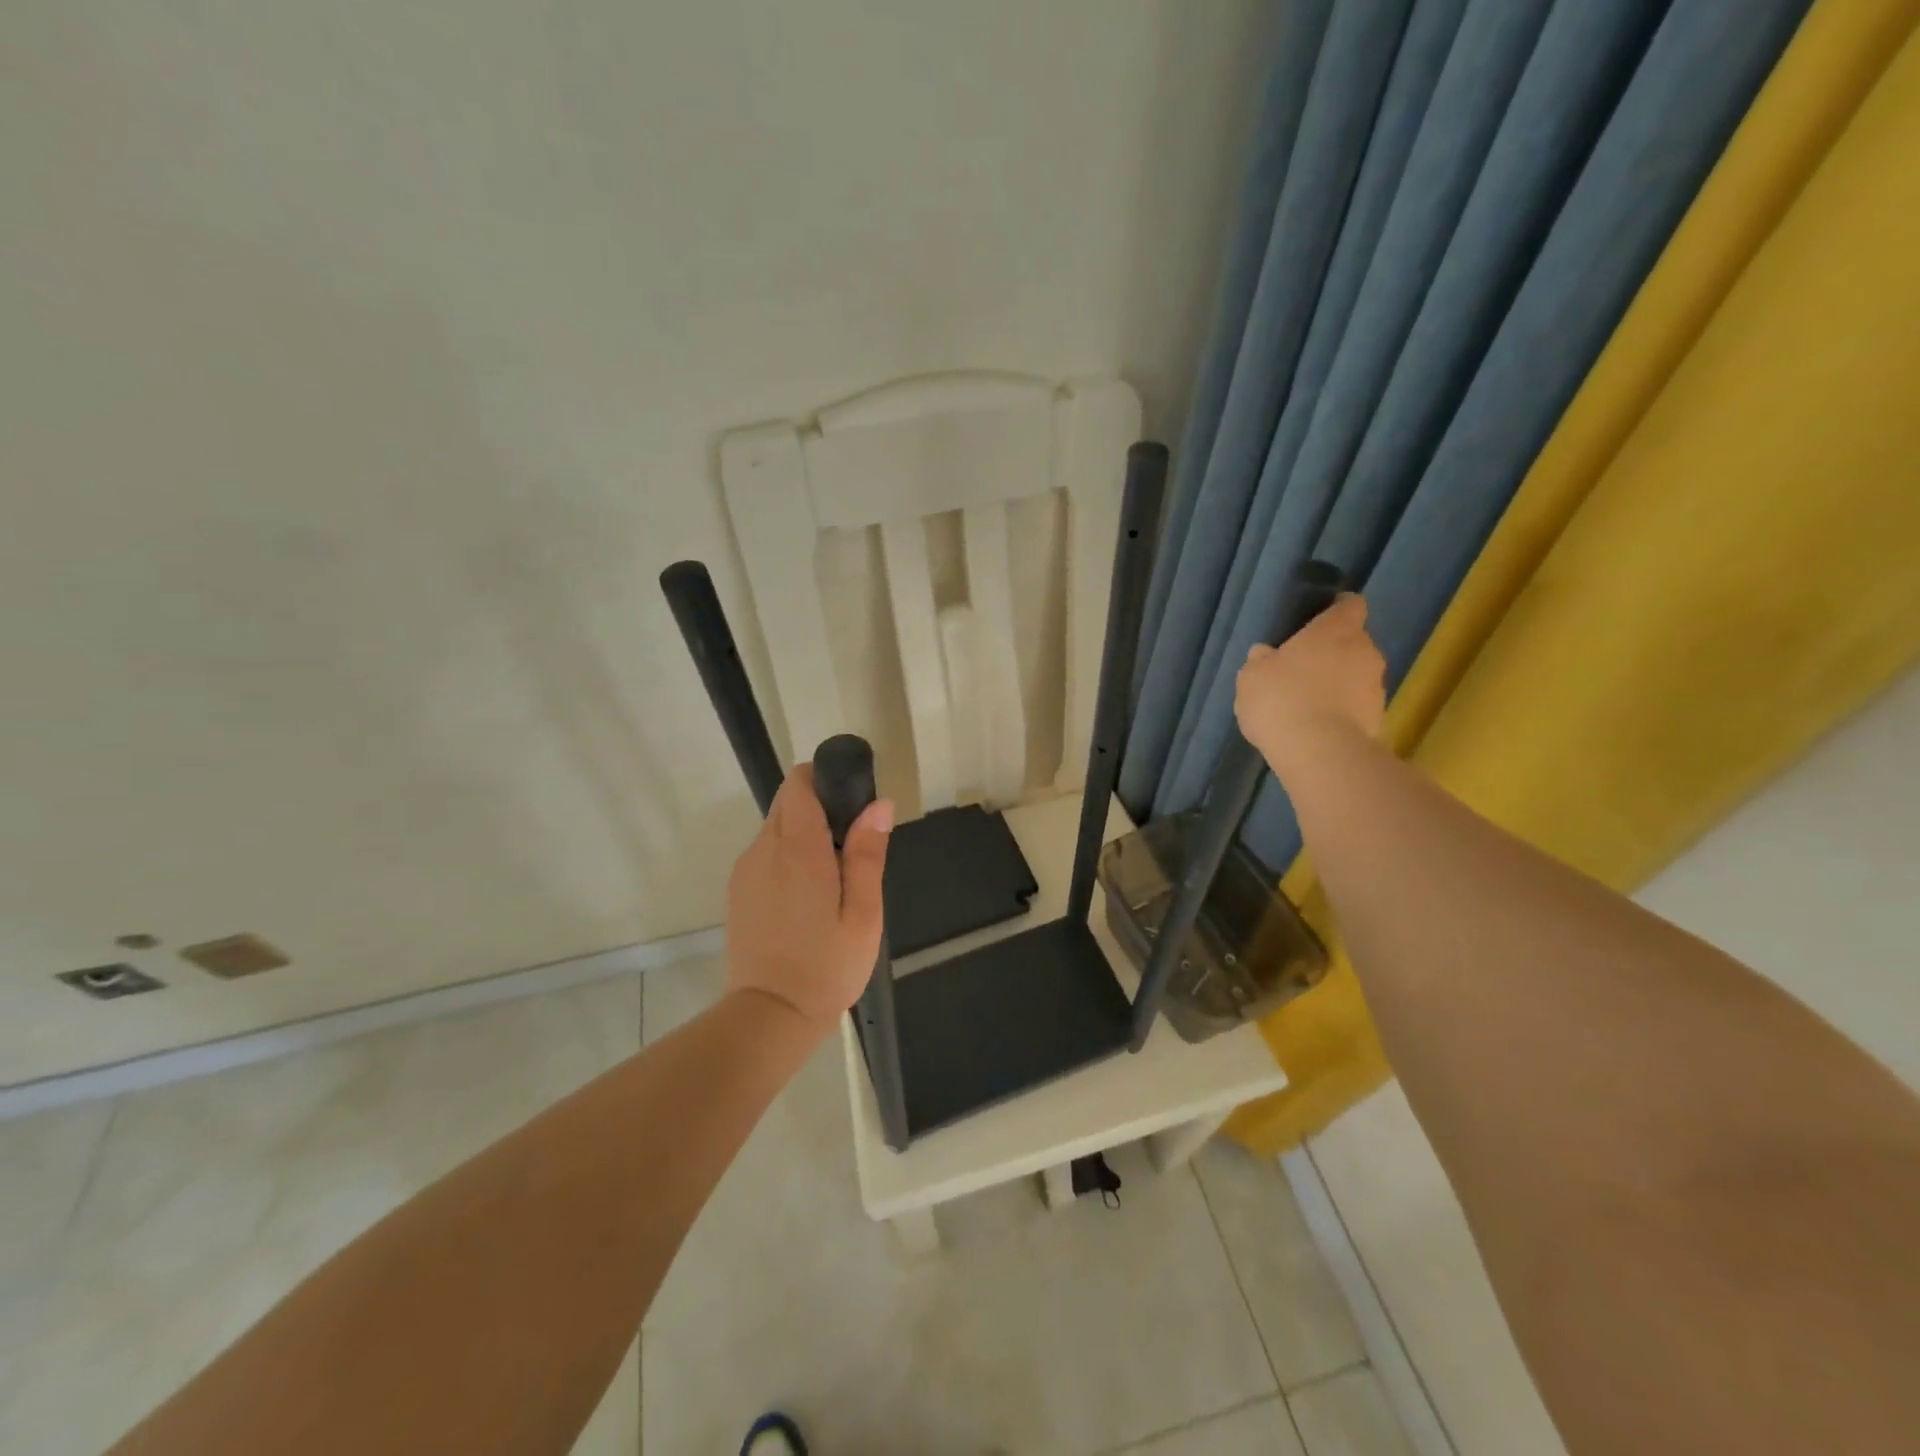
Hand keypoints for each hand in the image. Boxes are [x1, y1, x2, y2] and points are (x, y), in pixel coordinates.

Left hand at [724, 764, 892, 1032]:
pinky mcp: (737, 891)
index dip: (824, 779)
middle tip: (850, 849)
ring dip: (803, 835)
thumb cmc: (827, 966)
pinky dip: (787, 858)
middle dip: (818, 808)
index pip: (798, 783)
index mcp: (798, 849)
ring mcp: (745, 871)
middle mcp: (764, 849)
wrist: (770, 1016)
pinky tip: (805, 898)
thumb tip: (878, 805)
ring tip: (831, 880)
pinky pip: (765, 855)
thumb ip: (868, 854)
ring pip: (776, 829)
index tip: (850, 802)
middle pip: (787, 802)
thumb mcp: (864, 913)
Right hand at [1235, 593, 1385, 775]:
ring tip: (1309, 704)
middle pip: (1354, 642)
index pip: (1350, 605)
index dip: (1337, 609)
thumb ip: (1261, 660)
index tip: (1320, 619)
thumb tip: (1265, 654)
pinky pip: (1357, 707)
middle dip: (1333, 653)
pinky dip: (1342, 712)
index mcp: (1335, 630)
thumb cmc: (1281, 699)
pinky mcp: (1379, 719)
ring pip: (1357, 676)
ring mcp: (1376, 687)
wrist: (1319, 752)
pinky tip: (1317, 728)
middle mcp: (1365, 651)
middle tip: (1304, 669)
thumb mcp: (1252, 676)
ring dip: (1339, 684)